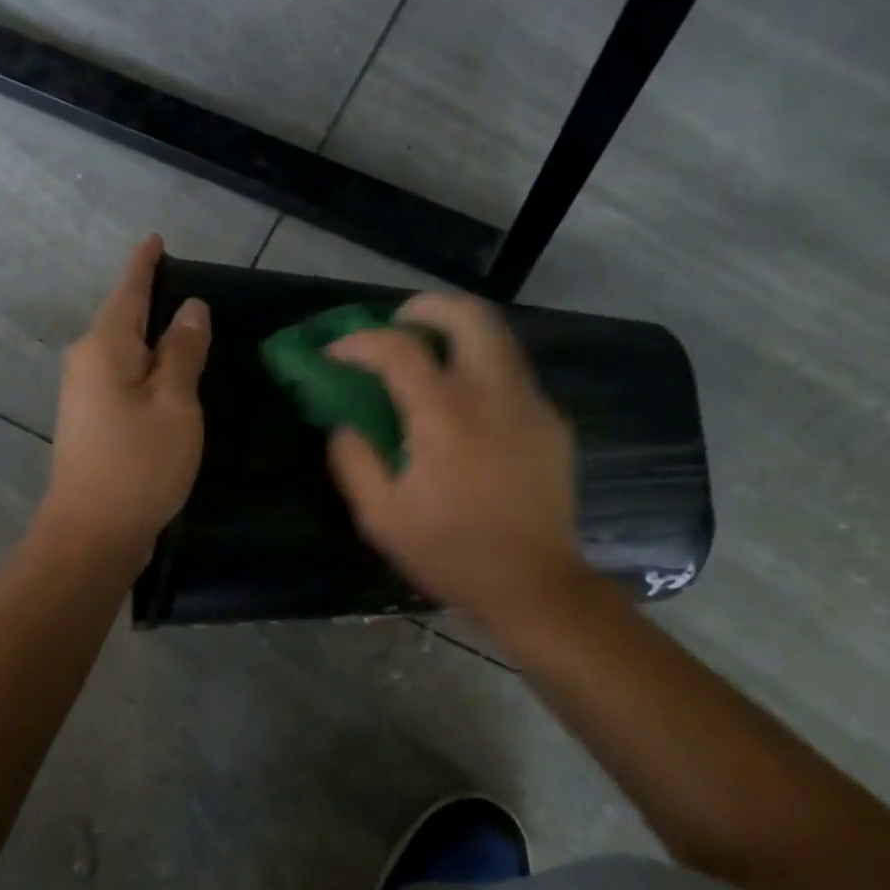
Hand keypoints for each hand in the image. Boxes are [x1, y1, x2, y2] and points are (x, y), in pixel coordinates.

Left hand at [41, 236, 210, 560]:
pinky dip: (148, 370)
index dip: (145, 264)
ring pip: (124, 352)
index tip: (156, 239)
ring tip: (190, 330)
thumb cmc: (139, 464)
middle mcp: (86, 363)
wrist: (92, 534)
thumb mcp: (174, 403)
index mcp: (105, 347)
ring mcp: (85, 395)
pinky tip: (171, 377)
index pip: (128, 291)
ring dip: (153, 339)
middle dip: (152, 301)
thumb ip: (183, 352)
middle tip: (192, 288)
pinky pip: (124, 379)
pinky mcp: (92, 423)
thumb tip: (190, 309)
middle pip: (123, 319)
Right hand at [327, 293, 584, 628]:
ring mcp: (531, 403)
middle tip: (399, 322)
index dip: (359, 342)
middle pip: (468, 314)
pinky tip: (467, 406)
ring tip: (430, 354)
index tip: (337, 354)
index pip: (398, 348)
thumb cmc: (451, 552)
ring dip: (458, 332)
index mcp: (445, 415)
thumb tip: (344, 423)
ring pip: (498, 337)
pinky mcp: (552, 422)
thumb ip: (353, 460)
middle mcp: (493, 394)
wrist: (534, 584)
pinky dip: (482, 369)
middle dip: (427, 306)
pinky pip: (513, 374)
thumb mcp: (381, 517)